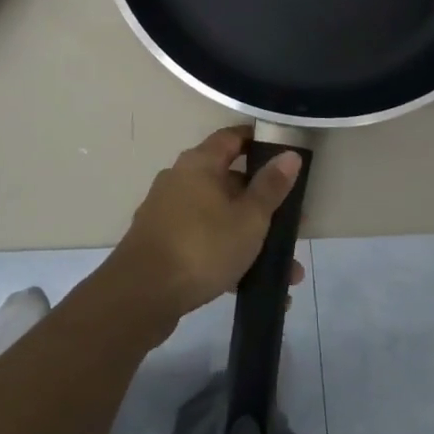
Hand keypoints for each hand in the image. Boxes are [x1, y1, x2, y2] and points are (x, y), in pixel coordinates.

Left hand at [106, 126, 303, 329]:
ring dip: (252, 240)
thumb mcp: (248, 218)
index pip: (232, 138)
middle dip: (264, 206)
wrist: (141, 295)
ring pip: (220, 218)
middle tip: (293, 225)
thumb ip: (271, 187)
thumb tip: (290, 154)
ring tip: (286, 272)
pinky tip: (253, 288)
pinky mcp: (163, 245)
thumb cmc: (202, 246)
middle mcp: (181, 180)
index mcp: (199, 163)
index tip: (285, 156)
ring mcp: (169, 213)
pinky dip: (229, 258)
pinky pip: (204, 242)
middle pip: (229, 182)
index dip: (259, 142)